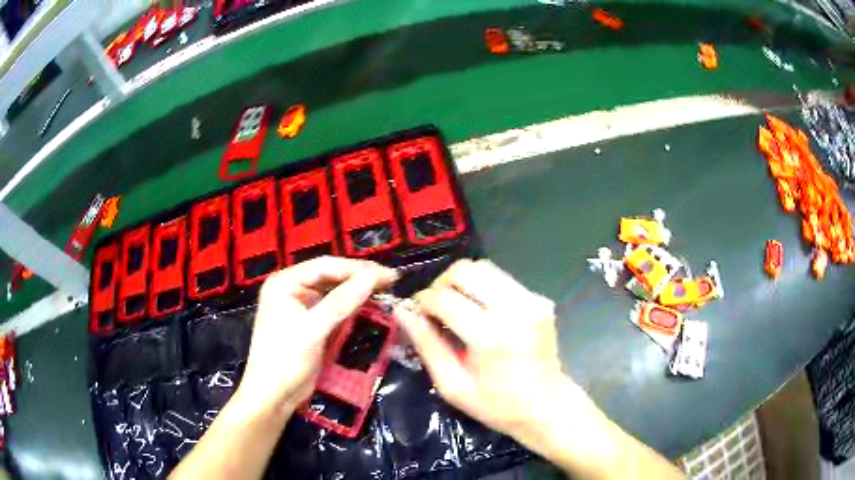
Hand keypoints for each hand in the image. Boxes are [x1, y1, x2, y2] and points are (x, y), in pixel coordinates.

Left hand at [236, 257, 396, 419]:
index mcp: (285, 282)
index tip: (388, 275)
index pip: (326, 266)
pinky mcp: (309, 322)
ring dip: (357, 290)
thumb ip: (342, 301)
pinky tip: (368, 304)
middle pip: (330, 276)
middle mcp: (291, 288)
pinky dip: (351, 306)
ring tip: (384, 289)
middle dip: (359, 277)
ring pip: (334, 291)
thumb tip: (373, 276)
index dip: (358, 268)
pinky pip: (333, 307)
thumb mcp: (313, 329)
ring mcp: (300, 306)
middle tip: (391, 280)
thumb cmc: (286, 359)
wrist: (273, 395)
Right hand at [395, 259, 567, 446]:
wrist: (547, 406)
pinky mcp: (539, 299)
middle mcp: (514, 309)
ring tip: (455, 307)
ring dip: (462, 283)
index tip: (416, 313)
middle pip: (465, 270)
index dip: (423, 301)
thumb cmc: (497, 405)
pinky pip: (501, 280)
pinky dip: (483, 288)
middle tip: (435, 307)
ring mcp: (531, 301)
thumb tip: (403, 312)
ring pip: (484, 268)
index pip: (444, 298)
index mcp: (490, 336)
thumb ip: (427, 345)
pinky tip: (480, 312)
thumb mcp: (453, 385)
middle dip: (441, 284)